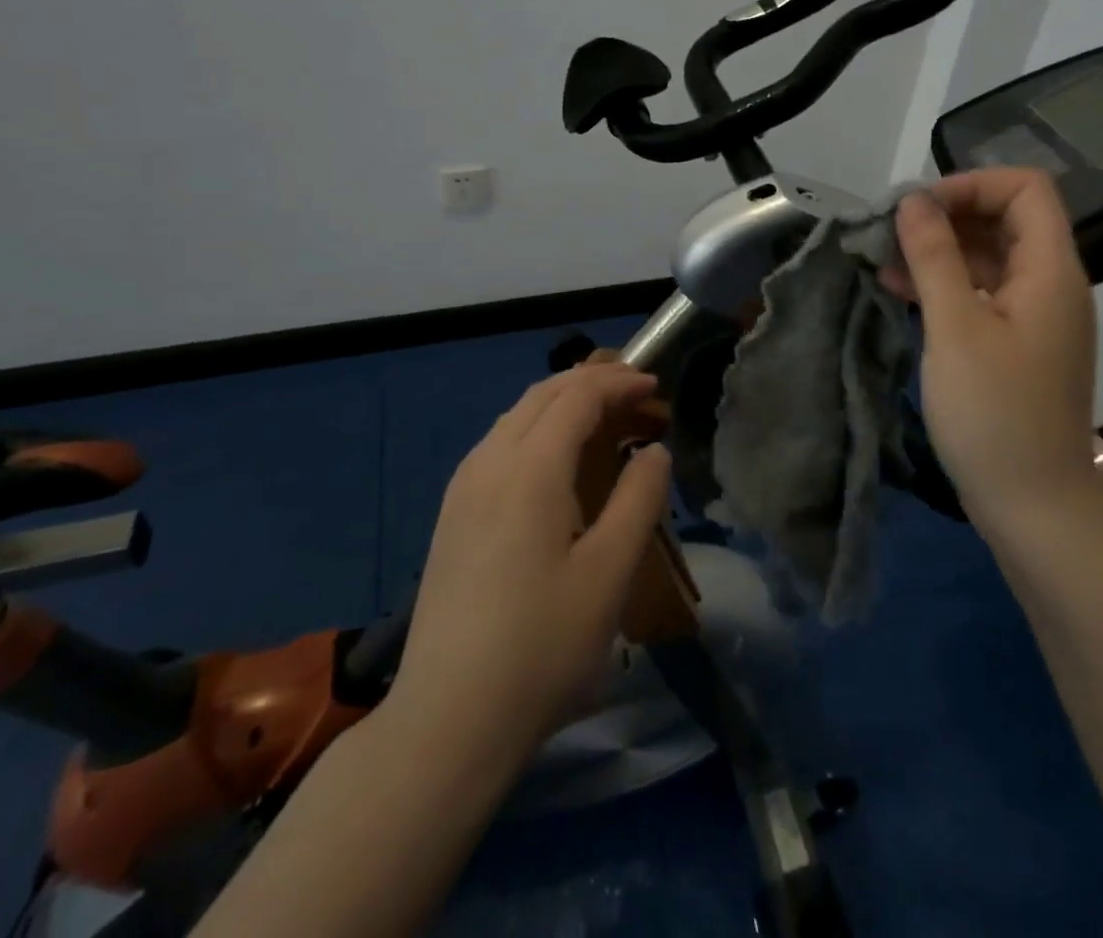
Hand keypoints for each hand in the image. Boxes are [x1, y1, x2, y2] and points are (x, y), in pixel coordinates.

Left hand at [388, 363, 672, 764]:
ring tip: (604, 419)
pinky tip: (555, 460)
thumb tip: (652, 451)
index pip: (577, 397)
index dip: (618, 382)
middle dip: (593, 383)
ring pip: (517, 415)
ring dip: (563, 403)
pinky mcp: (452, 514)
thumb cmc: (541, 646)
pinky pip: (499, 442)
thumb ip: (639, 500)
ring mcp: (462, 488)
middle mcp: (489, 462)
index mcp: (529, 469)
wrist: (446, 720)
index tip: (655, 386)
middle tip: (637, 395)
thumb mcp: (609, 574)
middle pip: (543, 394)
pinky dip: (537, 427)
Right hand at [881, 169, 1101, 531]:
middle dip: (946, 217)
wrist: (1033, 506)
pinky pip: (984, 294)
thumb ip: (935, 257)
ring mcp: (1036, 317)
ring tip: (884, 262)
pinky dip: (946, 286)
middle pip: (1005, 220)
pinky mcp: (1018, 345)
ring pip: (989, 258)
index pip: (1025, 189)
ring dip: (939, 252)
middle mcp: (1051, 285)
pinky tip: (901, 293)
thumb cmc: (994, 414)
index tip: (919, 209)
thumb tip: (913, 200)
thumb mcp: (955, 328)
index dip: (971, 185)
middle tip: (890, 234)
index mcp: (1050, 271)